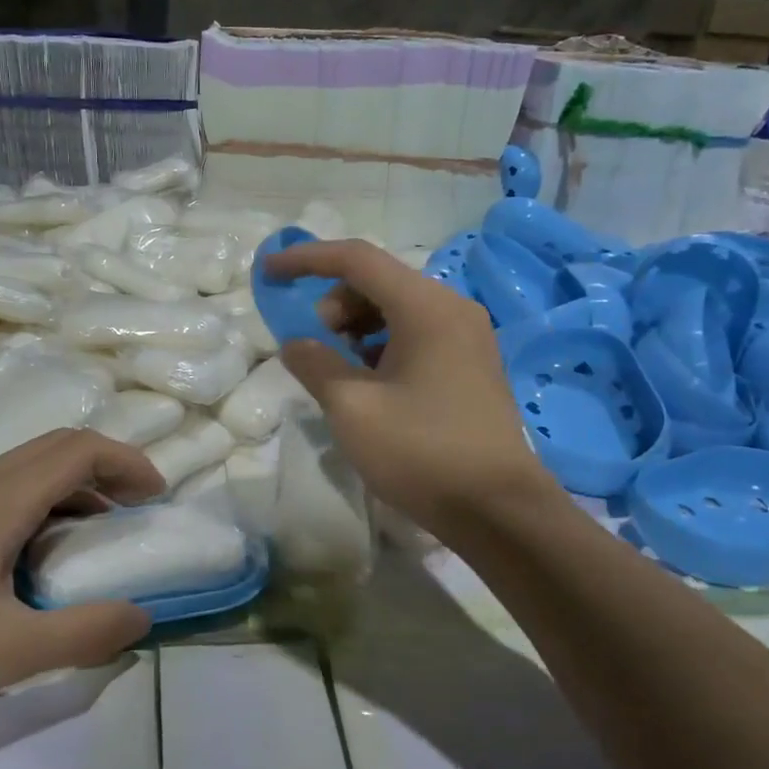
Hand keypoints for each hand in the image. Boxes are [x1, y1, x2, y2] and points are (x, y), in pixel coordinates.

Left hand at [0, 429, 163, 717]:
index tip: (157, 496)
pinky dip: (44, 500)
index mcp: (0, 499)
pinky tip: (37, 552)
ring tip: (97, 533)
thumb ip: (82, 634)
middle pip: (58, 447)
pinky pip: (5, 487)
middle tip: (137, 509)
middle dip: (108, 467)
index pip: (80, 449)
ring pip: (29, 466)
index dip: (128, 462)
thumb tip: (142, 615)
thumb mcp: (6, 652)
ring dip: (75, 484)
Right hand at [265, 239, 553, 540]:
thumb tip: (296, 343)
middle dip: (334, 303)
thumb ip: (315, 364)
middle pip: (378, 281)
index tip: (269, 272)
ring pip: (397, 308)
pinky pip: (417, 333)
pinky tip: (370, 383)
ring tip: (339, 370)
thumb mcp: (352, 408)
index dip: (306, 259)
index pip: (357, 260)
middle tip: (315, 347)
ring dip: (356, 326)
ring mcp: (467, 336)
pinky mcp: (472, 364)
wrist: (499, 510)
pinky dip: (382, 345)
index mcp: (426, 307)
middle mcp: (452, 308)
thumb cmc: (421, 452)